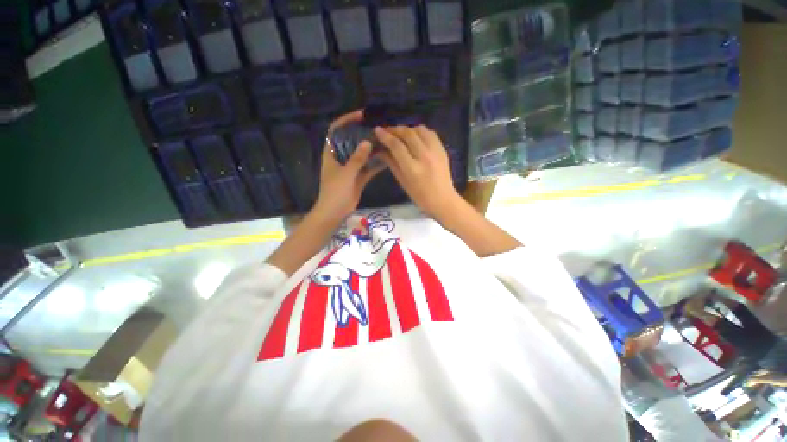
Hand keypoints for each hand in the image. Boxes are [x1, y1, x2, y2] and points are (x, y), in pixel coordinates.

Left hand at [311, 110, 385, 221]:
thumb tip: (367, 142)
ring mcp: (350, 168)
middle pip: (351, 140)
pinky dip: (376, 164)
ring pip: (362, 154)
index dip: (346, 120)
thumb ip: (357, 158)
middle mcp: (341, 157)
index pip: (336, 130)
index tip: (361, 115)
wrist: (335, 212)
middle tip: (378, 127)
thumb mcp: (345, 174)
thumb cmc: (335, 191)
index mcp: (332, 153)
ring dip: (372, 149)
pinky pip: (368, 167)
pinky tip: (387, 159)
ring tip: (385, 141)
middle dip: (363, 133)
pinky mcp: (358, 177)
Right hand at [374, 125, 460, 219]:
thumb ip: (392, 163)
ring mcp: (436, 152)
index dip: (385, 136)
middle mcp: (424, 156)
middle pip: (408, 134)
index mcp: (412, 168)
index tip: (378, 130)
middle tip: (388, 130)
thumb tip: (381, 150)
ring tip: (402, 134)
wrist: (443, 200)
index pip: (397, 146)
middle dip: (395, 129)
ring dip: (408, 129)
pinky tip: (416, 137)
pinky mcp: (443, 150)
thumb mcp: (402, 181)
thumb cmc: (420, 196)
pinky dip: (421, 132)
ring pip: (420, 130)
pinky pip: (431, 133)